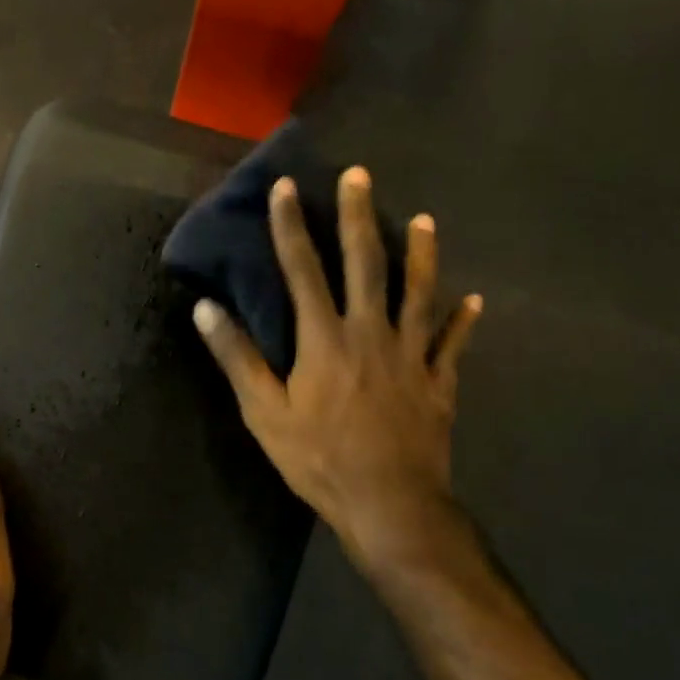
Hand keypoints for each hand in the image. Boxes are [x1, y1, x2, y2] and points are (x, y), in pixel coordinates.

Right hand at [191, 167, 481, 582]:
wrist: (390, 503)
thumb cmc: (319, 459)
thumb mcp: (264, 413)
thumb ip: (237, 358)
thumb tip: (205, 308)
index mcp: (324, 338)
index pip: (302, 269)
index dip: (290, 226)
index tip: (286, 186)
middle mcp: (370, 332)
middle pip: (366, 263)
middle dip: (359, 216)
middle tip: (360, 176)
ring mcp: (411, 354)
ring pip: (419, 292)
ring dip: (422, 253)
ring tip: (425, 220)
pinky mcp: (438, 380)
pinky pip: (453, 343)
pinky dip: (463, 321)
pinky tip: (473, 301)